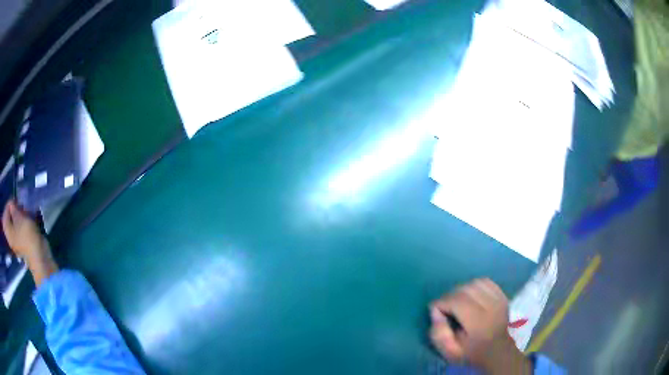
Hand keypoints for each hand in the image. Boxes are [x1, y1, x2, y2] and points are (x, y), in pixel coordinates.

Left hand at [2, 199, 57, 285]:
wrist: (39, 257)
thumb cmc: (27, 237)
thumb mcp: (19, 217)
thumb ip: (13, 208)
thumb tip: (11, 204)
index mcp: (8, 231)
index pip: (5, 213)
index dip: (9, 205)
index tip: (15, 200)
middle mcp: (10, 237)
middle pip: (9, 219)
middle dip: (13, 211)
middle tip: (19, 205)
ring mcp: (16, 242)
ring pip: (15, 224)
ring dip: (19, 216)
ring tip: (25, 212)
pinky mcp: (23, 244)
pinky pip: (20, 230)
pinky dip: (23, 223)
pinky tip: (28, 221)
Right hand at [429, 278, 530, 374]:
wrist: (496, 351)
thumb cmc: (470, 353)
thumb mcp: (449, 352)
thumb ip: (438, 334)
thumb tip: (436, 312)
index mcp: (479, 323)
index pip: (457, 301)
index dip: (442, 303)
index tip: (435, 310)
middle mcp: (491, 307)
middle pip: (465, 290)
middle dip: (450, 296)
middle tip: (444, 307)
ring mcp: (499, 300)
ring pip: (475, 283)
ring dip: (461, 290)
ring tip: (457, 302)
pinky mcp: (502, 296)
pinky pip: (485, 282)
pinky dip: (474, 286)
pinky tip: (470, 297)